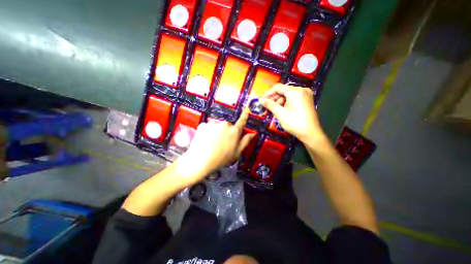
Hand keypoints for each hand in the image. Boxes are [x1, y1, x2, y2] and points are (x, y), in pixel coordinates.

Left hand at [174, 109, 255, 183]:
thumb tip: (253, 133)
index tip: (246, 110)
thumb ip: (245, 141)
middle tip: (222, 141)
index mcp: (234, 131)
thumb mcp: (237, 152)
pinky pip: (208, 126)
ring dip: (216, 130)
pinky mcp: (203, 124)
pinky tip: (205, 139)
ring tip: (212, 141)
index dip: (244, 116)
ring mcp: (213, 123)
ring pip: (217, 125)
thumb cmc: (221, 158)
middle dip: (226, 130)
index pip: (241, 121)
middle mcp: (225, 124)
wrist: (201, 160)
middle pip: (227, 125)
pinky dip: (207, 131)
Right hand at [259, 84, 325, 143]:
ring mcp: (305, 95)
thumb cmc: (295, 123)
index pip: (278, 87)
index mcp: (295, 91)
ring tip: (273, 111)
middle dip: (273, 99)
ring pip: (287, 95)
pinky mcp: (306, 100)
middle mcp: (301, 90)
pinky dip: (285, 103)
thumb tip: (261, 100)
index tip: (261, 100)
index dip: (267, 93)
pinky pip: (292, 98)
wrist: (310, 134)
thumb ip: (270, 105)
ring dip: (278, 102)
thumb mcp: (280, 113)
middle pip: (283, 91)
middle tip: (266, 107)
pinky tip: (281, 110)